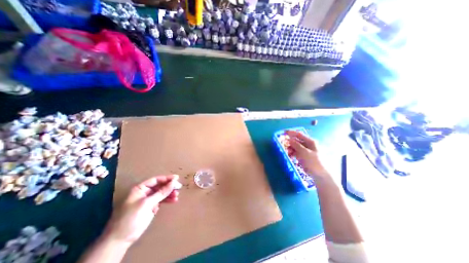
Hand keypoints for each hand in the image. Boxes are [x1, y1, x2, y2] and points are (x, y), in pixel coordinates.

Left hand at [102, 175, 180, 244]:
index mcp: (140, 188)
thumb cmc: (131, 217)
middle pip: (160, 186)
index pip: (156, 180)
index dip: (166, 178)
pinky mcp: (151, 207)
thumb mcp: (147, 203)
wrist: (121, 239)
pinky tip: (174, 200)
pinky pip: (162, 200)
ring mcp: (148, 200)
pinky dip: (168, 200)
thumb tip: (174, 181)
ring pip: (162, 193)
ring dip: (170, 193)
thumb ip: (161, 192)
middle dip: (169, 186)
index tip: (177, 178)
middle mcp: (145, 192)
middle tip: (179, 187)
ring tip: (177, 195)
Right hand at [284, 130, 326, 178]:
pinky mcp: (304, 157)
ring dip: (290, 148)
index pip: (299, 134)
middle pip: (297, 141)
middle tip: (283, 145)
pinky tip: (290, 156)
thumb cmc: (314, 162)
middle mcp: (308, 145)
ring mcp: (306, 151)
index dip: (291, 133)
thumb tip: (289, 139)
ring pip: (295, 147)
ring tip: (287, 153)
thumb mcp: (304, 153)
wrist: (321, 176)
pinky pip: (296, 152)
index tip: (284, 132)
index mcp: (310, 142)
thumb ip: (296, 145)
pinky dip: (292, 153)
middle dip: (290, 142)